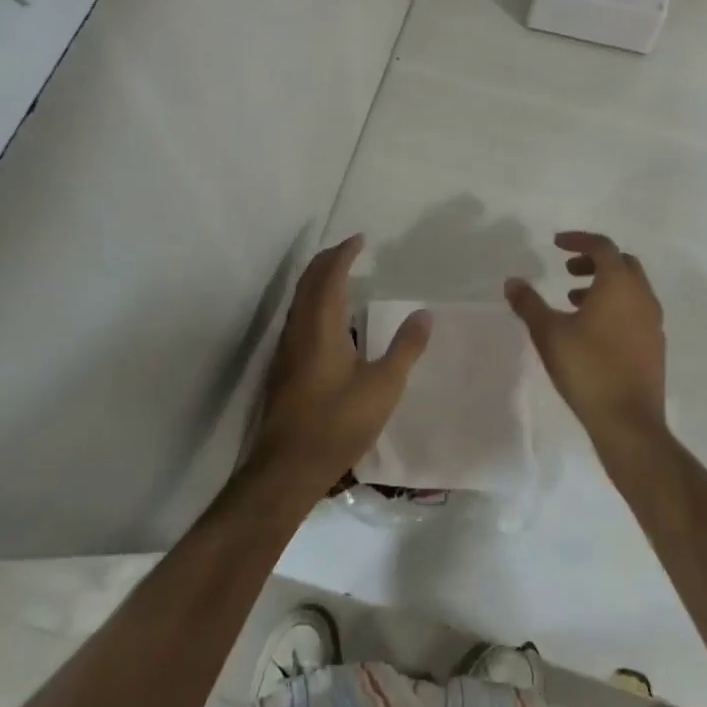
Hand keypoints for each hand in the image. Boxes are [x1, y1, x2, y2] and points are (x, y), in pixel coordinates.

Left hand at [249, 234, 431, 500]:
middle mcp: (299, 328)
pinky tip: (328, 320)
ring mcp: (286, 348)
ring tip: (339, 276)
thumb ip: (405, 347)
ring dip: (318, 280)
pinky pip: (297, 316)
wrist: (287, 467)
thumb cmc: (338, 422)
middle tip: (349, 249)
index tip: (360, 239)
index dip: (344, 253)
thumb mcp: (384, 386)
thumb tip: (424, 313)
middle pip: (309, 280)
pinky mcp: (282, 367)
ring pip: (299, 298)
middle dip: (327, 260)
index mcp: (322, 325)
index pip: (330, 275)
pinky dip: (313, 301)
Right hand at [506, 232, 666, 447]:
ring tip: (574, 300)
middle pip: (622, 263)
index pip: (602, 246)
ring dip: (604, 285)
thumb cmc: (587, 368)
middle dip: (594, 261)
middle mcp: (642, 296)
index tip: (557, 244)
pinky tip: (593, 330)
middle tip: (568, 270)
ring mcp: (653, 322)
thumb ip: (529, 303)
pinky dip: (615, 306)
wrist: (628, 422)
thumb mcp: (548, 332)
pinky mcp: (655, 346)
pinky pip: (636, 311)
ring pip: (631, 289)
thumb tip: (512, 282)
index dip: (578, 240)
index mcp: (619, 284)